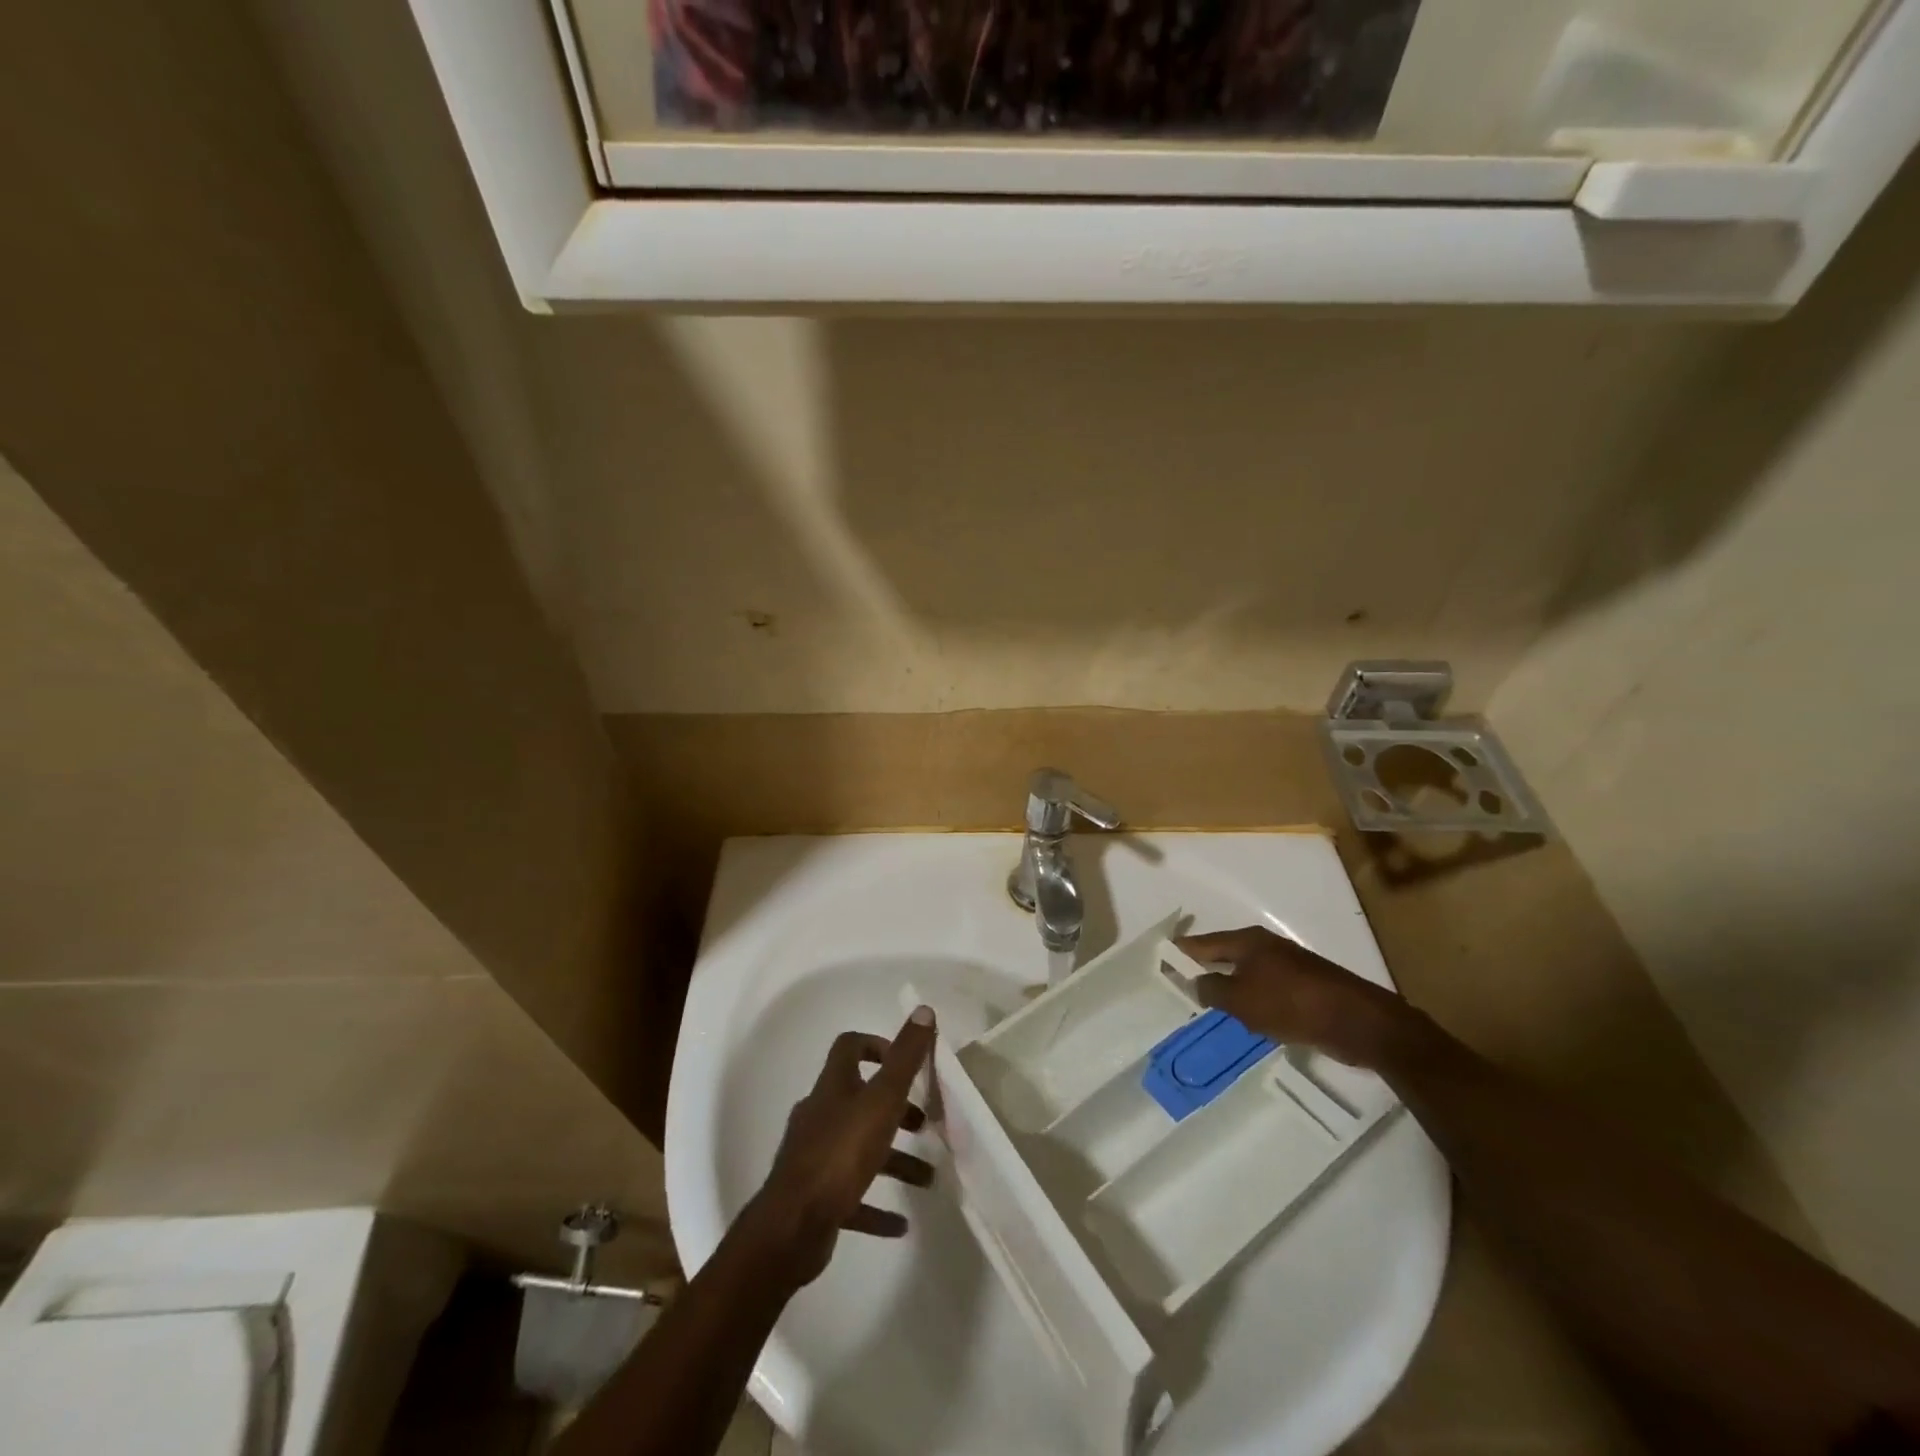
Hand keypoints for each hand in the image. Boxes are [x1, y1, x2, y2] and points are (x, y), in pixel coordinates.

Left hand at [743, 1007, 937, 1286]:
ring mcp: (814, 1157)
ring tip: (927, 1178)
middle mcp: (820, 1115)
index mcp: (833, 1087)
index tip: (906, 1063)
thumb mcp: (882, 1099)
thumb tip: (923, 1009)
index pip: (850, 1048)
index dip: (877, 1046)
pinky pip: (851, 1196)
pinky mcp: (815, 1198)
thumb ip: (905, 1057)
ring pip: (860, 1149)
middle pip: (860, 1100)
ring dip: (894, 1161)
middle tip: (924, 1124)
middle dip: (895, 1111)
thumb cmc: (841, 1153)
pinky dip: (876, 1205)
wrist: (792, 1227)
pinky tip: (899, 1224)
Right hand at [1177, 927, 1413, 1069]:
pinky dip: (1253, 1001)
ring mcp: (1288, 966)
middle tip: (1181, 987)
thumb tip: (1196, 981)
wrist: (1358, 1021)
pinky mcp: (1305, 988)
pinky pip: (1267, 991)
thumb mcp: (1241, 1000)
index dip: (1181, 952)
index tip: (1160, 960)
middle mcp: (1266, 947)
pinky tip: (1248, 1020)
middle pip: (1225, 956)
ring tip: (1210, 1008)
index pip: (1203, 943)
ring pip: (1247, 975)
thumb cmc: (1291, 1004)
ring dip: (1230, 989)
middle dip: (1204, 970)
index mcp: (1247, 942)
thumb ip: (1212, 990)